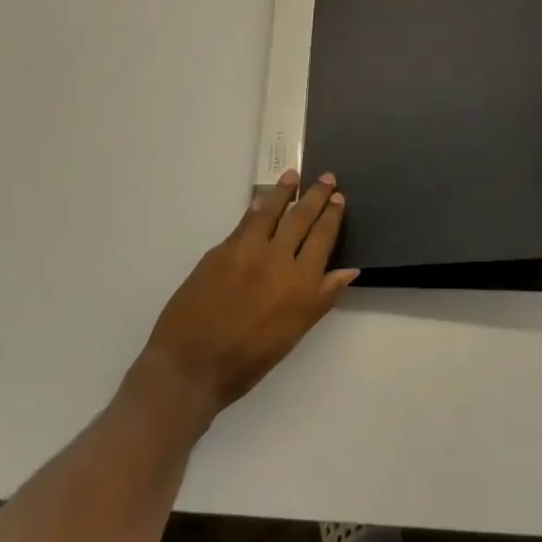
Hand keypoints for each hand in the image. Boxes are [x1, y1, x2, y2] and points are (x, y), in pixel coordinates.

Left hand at [142, 171, 356, 414]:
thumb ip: (322, 297)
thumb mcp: (294, 333)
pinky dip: (256, 208)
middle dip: (316, 196)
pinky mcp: (221, 251)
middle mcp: (278, 260)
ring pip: (271, 211)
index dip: (332, 216)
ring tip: (292, 175)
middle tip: (326, 177)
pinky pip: (245, 222)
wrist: (191, 365)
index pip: (322, 239)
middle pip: (301, 218)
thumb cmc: (248, 360)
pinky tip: (261, 200)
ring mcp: (247, 251)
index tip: (339, 198)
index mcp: (301, 284)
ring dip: (284, 191)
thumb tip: (349, 270)